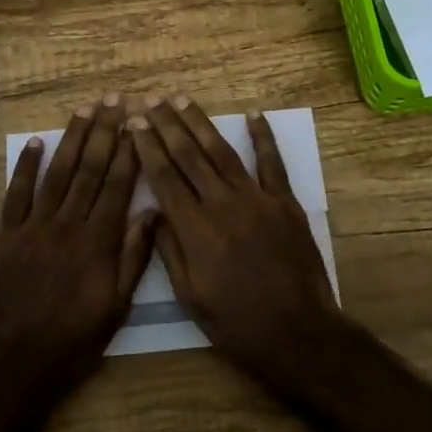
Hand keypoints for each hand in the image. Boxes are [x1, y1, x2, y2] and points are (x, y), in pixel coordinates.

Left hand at [0, 97, 156, 394]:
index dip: (128, 150)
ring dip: (72, 139)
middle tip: (114, 99)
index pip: (118, 185)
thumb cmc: (72, 343)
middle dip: (104, 131)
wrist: (11, 366)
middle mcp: (68, 225)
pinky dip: (26, 166)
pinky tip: (36, 142)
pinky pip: (16, 194)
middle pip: (89, 169)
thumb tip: (151, 212)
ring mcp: (33, 228)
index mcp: (99, 243)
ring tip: (85, 109)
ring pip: (58, 174)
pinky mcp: (4, 236)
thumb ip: (134, 259)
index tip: (137, 122)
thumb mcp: (116, 309)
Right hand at [128, 96, 344, 385]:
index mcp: (194, 229)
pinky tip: (254, 115)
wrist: (296, 332)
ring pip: (222, 152)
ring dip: (200, 123)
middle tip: (152, 99)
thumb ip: (169, 250)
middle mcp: (222, 204)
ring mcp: (257, 199)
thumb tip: (154, 212)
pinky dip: (263, 137)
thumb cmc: (236, 322)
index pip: (164, 178)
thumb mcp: (189, 296)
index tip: (135, 123)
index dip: (148, 147)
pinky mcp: (285, 202)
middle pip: (189, 156)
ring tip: (182, 100)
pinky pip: (272, 162)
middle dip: (167, 125)